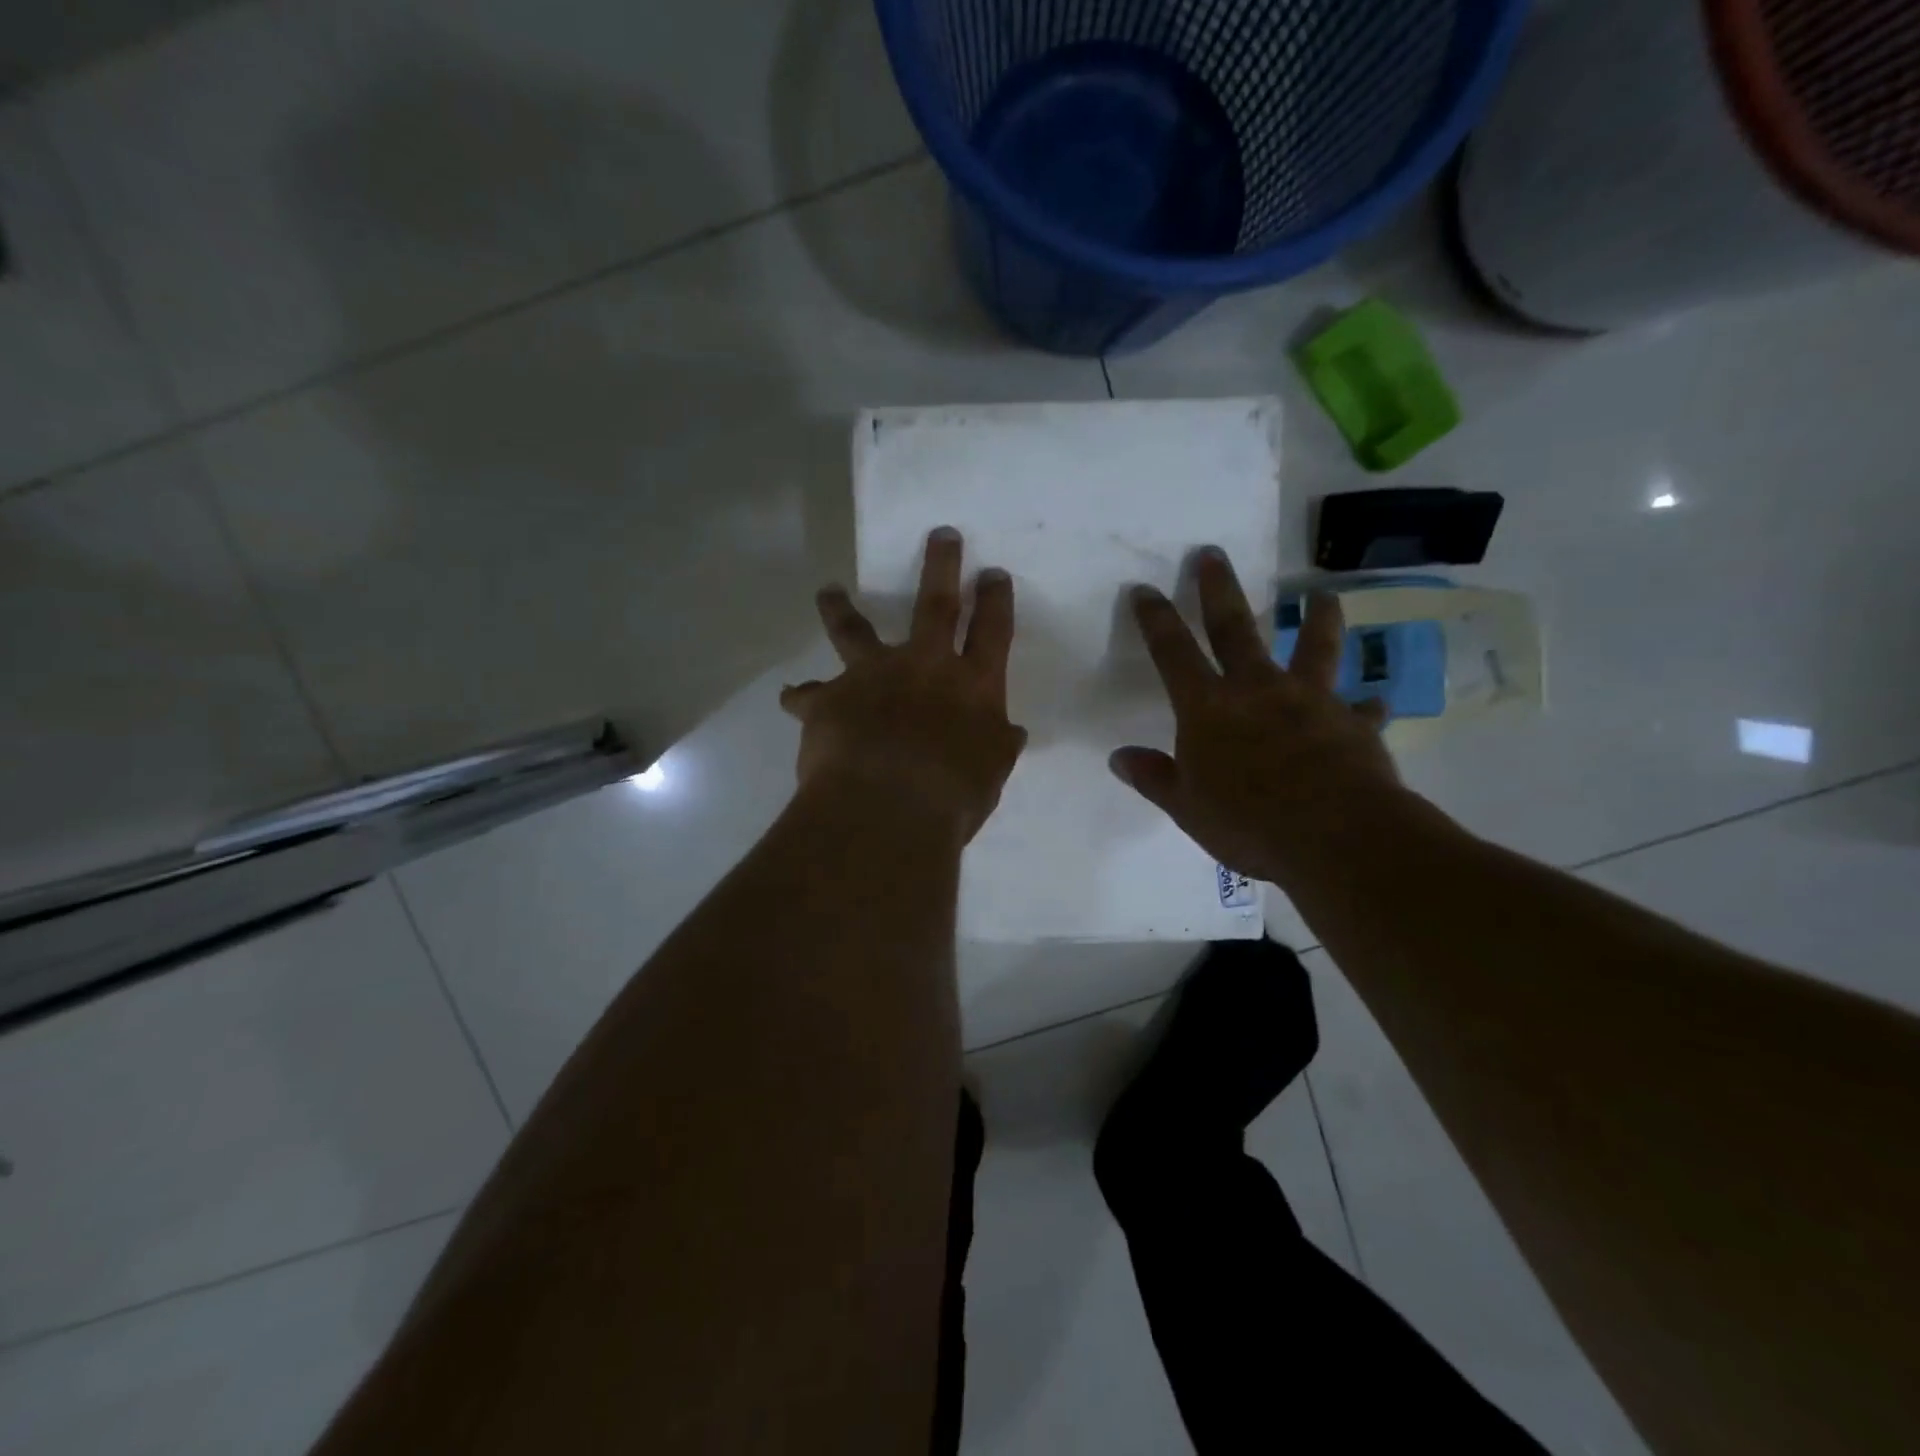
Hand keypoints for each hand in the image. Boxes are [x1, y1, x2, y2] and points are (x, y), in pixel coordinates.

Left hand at [781, 528, 1027, 841]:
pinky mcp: (829, 699)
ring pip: (854, 630)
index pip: (993, 632)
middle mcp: (925, 666)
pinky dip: (800, 696)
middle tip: (941, 535)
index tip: (993, 574)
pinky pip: (807, 695)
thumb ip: (999, 747)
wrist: (887, 809)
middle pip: (936, 605)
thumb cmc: (952, 797)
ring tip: (829, 590)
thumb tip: (1010, 733)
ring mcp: (873, 676)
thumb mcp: (991, 775)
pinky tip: (792, 697)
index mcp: (973, 686)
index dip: (995, 601)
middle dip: (941, 566)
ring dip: (841, 607)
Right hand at [1110, 550, 1404, 886]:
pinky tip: (1373, 703)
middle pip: (1235, 629)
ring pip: (1315, 647)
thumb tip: (1118, 757)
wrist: (1334, 835)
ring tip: (1323, 595)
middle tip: (1213, 553)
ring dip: (1318, 618)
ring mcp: (1311, 700)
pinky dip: (1365, 706)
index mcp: (1208, 707)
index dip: (1156, 620)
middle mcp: (1258, 689)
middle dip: (1220, 589)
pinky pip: (1361, 710)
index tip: (1145, 589)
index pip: (1173, 653)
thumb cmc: (1247, 822)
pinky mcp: (1354, 723)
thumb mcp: (1187, 807)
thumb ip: (1155, 778)